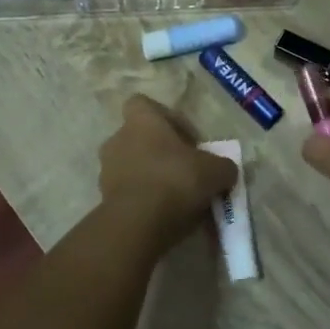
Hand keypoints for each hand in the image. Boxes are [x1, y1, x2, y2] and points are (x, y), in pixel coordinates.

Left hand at [99, 95, 238, 248]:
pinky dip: (144, 199)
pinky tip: (164, 214)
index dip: (166, 119)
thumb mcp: (215, 171)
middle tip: (186, 170)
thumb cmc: (176, 181)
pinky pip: (129, 192)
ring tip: (177, 197)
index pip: (143, 104)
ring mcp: (107, 170)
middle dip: (161, 152)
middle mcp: (118, 139)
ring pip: (133, 166)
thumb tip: (225, 170)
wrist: (138, 224)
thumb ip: (223, 166)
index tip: (186, 140)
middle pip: (140, 138)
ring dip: (152, 176)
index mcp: (141, 121)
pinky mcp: (104, 199)